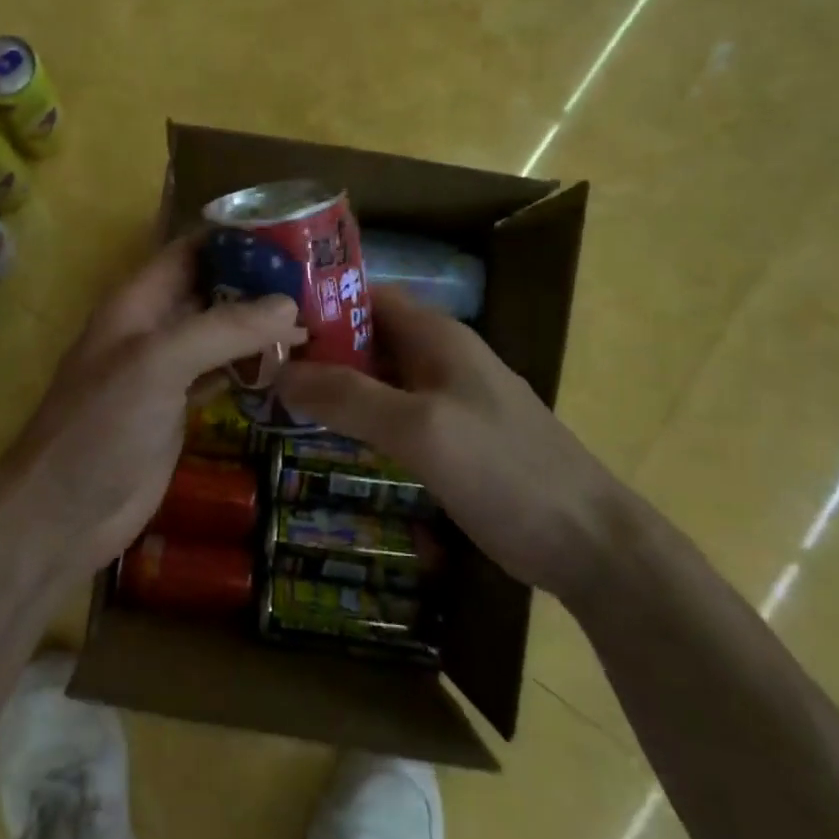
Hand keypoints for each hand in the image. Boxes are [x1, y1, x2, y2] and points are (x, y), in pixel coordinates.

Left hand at [0, 236, 306, 583]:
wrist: (65, 512)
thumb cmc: (102, 426)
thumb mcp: (158, 363)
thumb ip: (222, 329)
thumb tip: (288, 304)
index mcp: (138, 303)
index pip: (190, 251)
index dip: (235, 237)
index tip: (294, 233)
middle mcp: (154, 329)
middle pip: (212, 290)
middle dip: (259, 282)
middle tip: (323, 280)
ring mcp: (167, 372)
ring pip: (221, 335)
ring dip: (263, 326)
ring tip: (323, 316)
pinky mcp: (180, 410)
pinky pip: (223, 375)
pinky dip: (255, 367)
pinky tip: (295, 365)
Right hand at [278, 286, 628, 602]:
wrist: (586, 542)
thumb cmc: (505, 472)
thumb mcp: (420, 429)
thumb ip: (349, 398)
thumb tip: (278, 372)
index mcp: (436, 336)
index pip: (363, 296)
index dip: (314, 302)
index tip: (261, 322)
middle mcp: (437, 357)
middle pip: (363, 336)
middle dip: (312, 347)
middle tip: (253, 366)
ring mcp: (443, 399)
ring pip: (372, 377)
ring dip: (329, 383)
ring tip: (270, 396)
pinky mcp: (445, 437)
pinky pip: (387, 412)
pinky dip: (352, 415)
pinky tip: (318, 433)